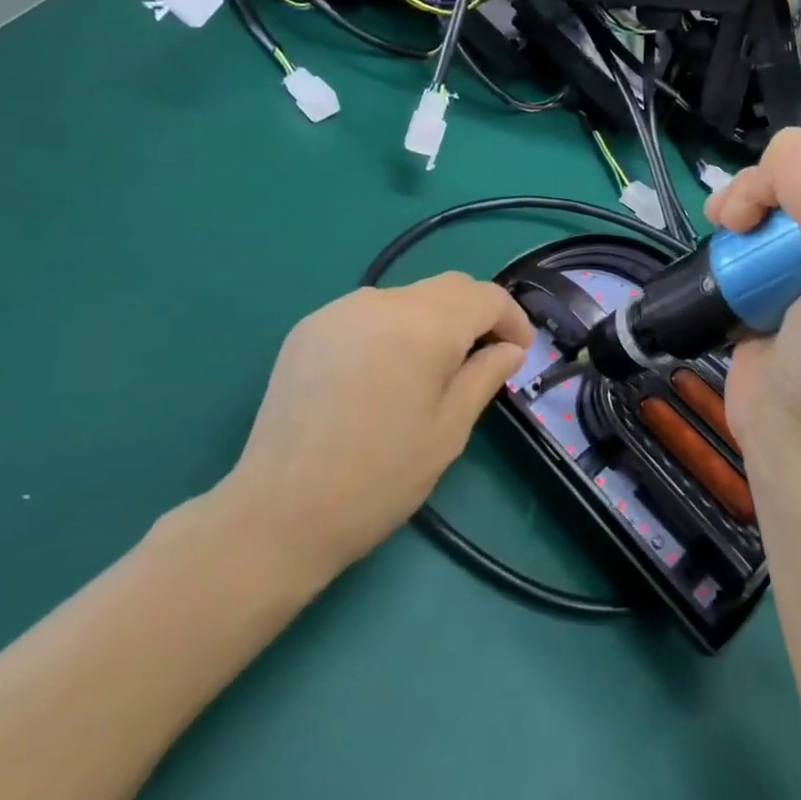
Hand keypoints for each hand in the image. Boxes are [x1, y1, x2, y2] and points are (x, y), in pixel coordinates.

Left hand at [215, 273, 532, 578]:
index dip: (513, 319)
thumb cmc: (380, 478)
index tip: (520, 352)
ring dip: (435, 319)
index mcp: (424, 326)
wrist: (279, 512)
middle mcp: (382, 302)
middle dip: (477, 314)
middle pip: (448, 287)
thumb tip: (509, 349)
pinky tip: (387, 370)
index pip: (486, 296)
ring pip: (408, 296)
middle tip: (486, 356)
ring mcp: (340, 310)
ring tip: (435, 367)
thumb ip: (485, 376)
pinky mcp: (310, 327)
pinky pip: (370, 311)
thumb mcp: (449, 430)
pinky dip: (395, 327)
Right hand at [707, 100, 800, 497]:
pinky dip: (736, 214)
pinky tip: (721, 230)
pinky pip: (758, 216)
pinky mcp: (780, 268)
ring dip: (751, 192)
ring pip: (784, 186)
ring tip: (730, 223)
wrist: (797, 446)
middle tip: (754, 208)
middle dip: (785, 171)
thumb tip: (789, 146)